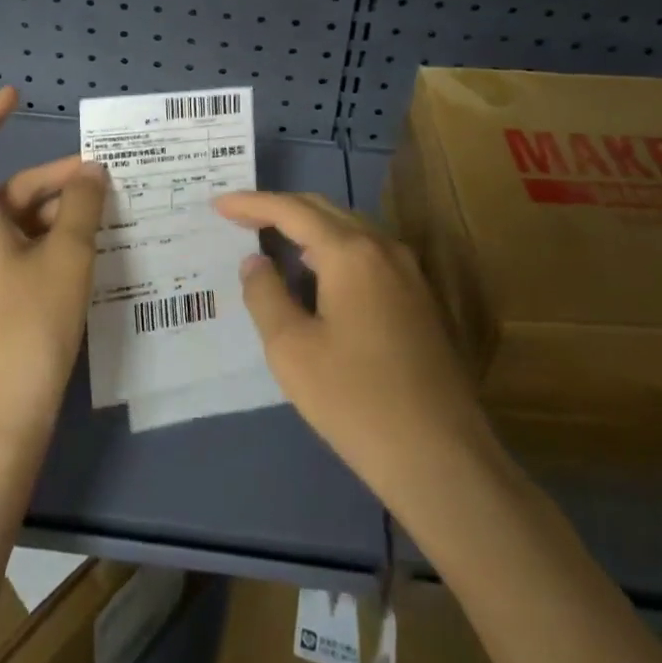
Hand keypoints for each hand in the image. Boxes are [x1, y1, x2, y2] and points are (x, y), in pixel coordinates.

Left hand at [0, 86, 106, 449]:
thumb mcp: (67, 256)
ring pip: (19, 222)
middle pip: (10, 190)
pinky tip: (88, 251)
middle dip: (56, 178)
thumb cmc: (30, 325)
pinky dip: (51, 240)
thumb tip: (92, 173)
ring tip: (107, 215)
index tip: (17, 96)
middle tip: (105, 179)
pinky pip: (20, 251)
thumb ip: (82, 205)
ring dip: (59, 212)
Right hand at [215, 190, 494, 511]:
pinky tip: (318, 275)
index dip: (252, 203)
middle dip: (280, 208)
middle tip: (241, 217)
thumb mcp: (291, 350)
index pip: (292, 210)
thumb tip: (255, 261)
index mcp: (350, 252)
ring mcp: (408, 271)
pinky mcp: (420, 298)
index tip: (219, 204)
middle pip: (324, 210)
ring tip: (273, 241)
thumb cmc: (356, 401)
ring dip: (308, 228)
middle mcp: (383, 247)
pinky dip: (333, 249)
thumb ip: (265, 295)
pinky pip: (368, 252)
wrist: (443, 458)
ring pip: (349, 229)